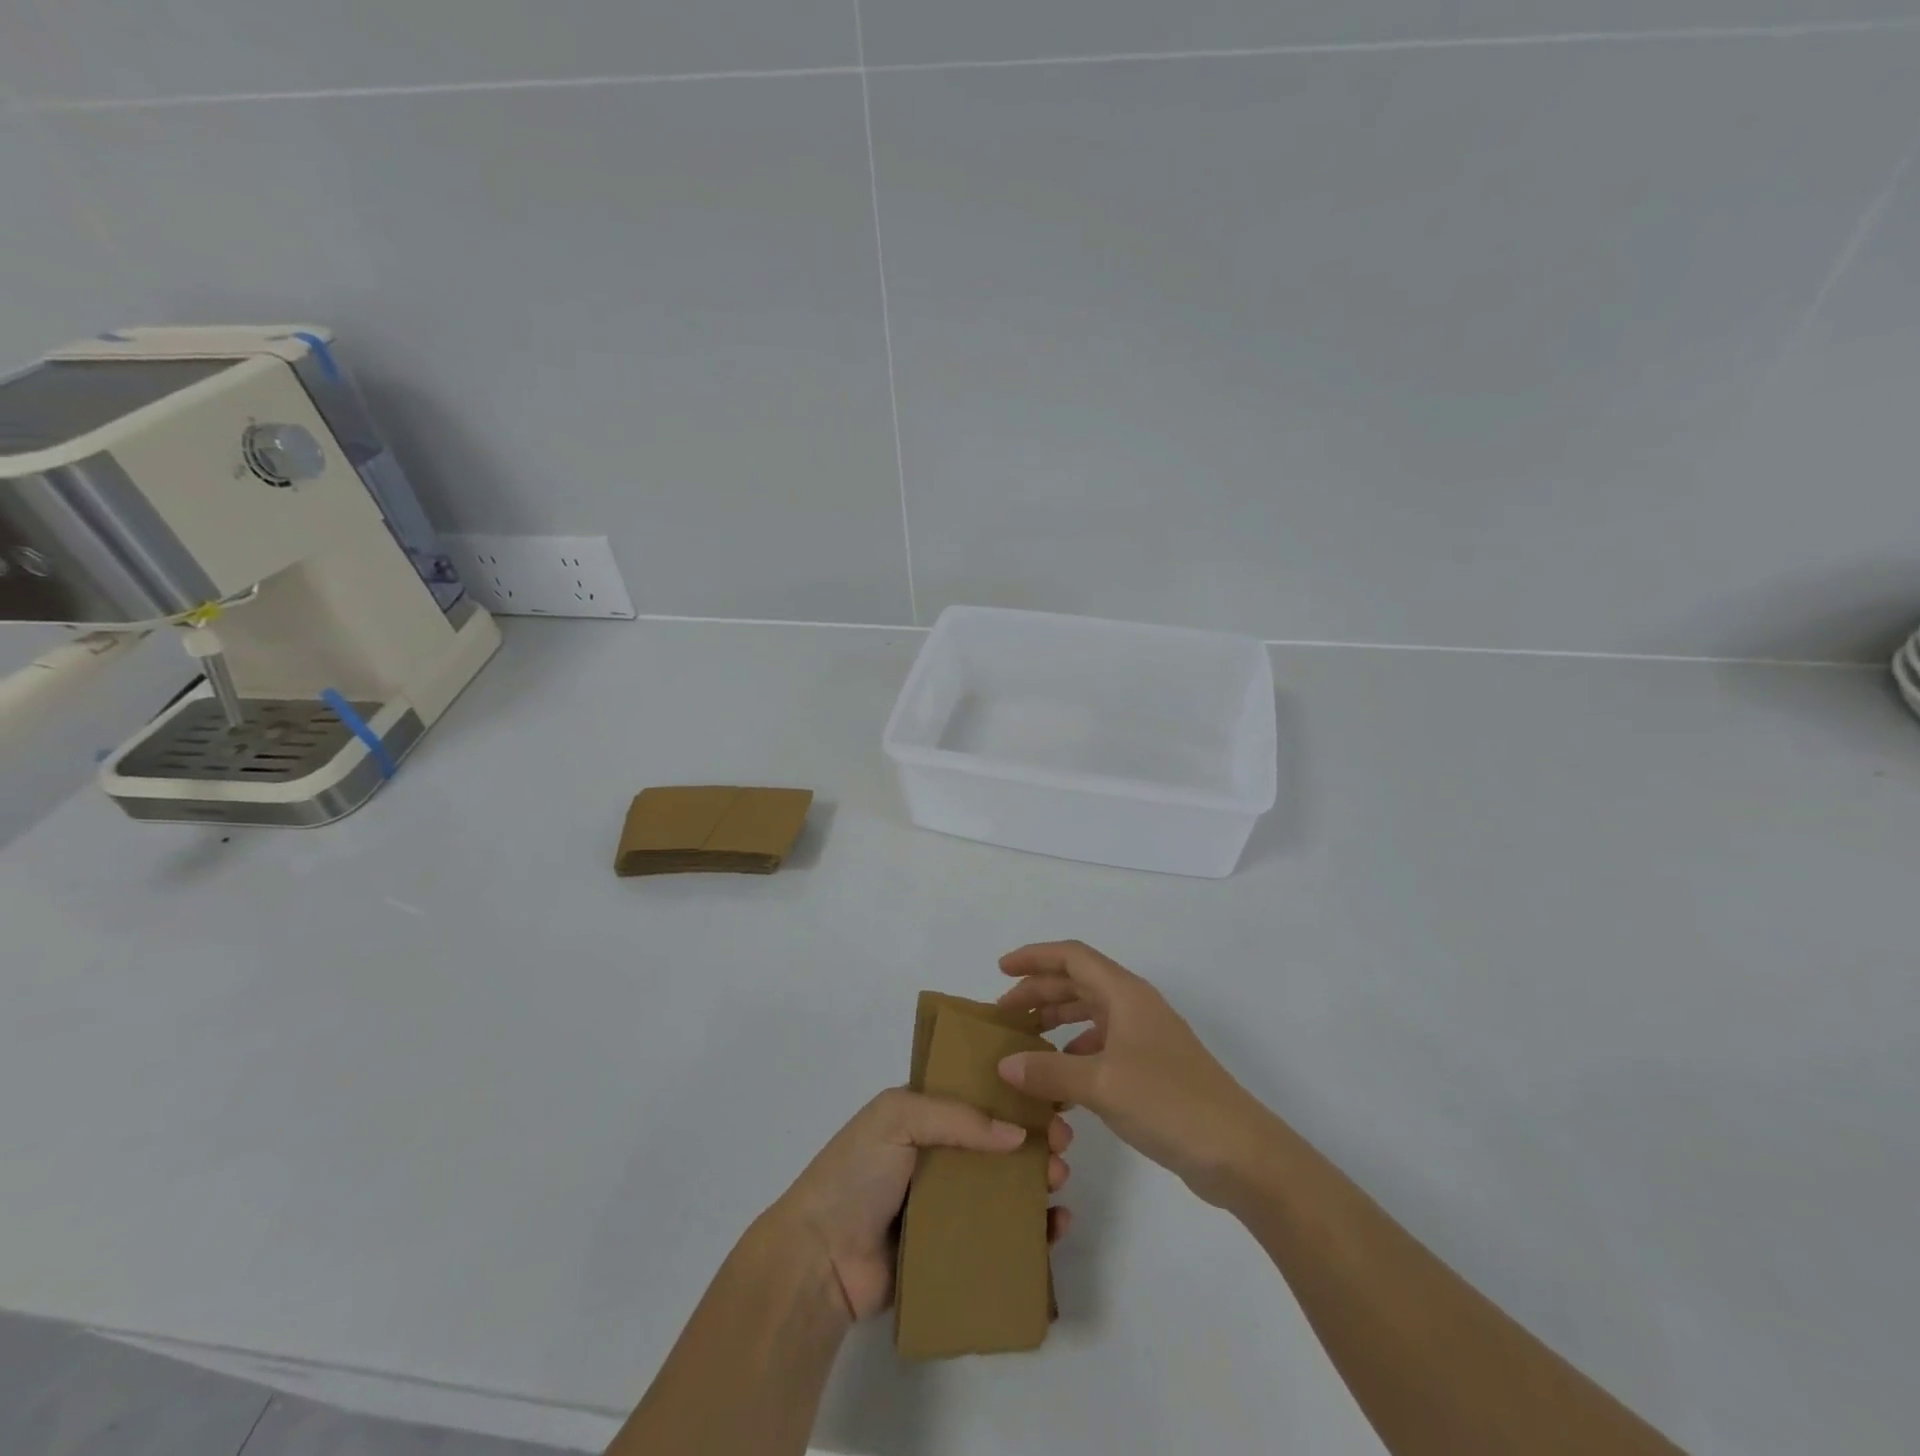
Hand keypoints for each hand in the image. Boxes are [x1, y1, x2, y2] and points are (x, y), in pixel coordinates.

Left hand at [767, 1088, 1073, 1322]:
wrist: (820, 1259)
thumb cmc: (856, 1173)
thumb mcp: (898, 1117)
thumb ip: (957, 1118)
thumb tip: (1017, 1134)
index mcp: (922, 1116)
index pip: (977, 1098)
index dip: (1013, 1098)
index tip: (1049, 1103)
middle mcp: (936, 1156)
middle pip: (997, 1144)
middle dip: (1034, 1140)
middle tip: (1062, 1146)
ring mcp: (945, 1205)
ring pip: (1004, 1188)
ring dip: (1037, 1182)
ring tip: (1058, 1183)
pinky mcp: (952, 1250)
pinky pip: (999, 1237)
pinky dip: (1032, 1232)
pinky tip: (1055, 1228)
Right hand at [996, 941, 1274, 1206]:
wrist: (1238, 1151)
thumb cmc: (1169, 1102)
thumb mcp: (1102, 1084)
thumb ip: (1049, 1072)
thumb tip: (1005, 1064)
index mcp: (1125, 994)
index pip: (1072, 957)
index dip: (1034, 957)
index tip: (1001, 970)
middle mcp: (1135, 1007)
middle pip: (1078, 983)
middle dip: (1039, 992)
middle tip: (1003, 1014)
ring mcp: (1145, 1038)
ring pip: (1089, 1014)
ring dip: (1056, 1020)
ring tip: (1024, 1041)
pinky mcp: (1151, 1069)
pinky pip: (1101, 1046)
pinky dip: (1074, 1052)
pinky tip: (1058, 1077)